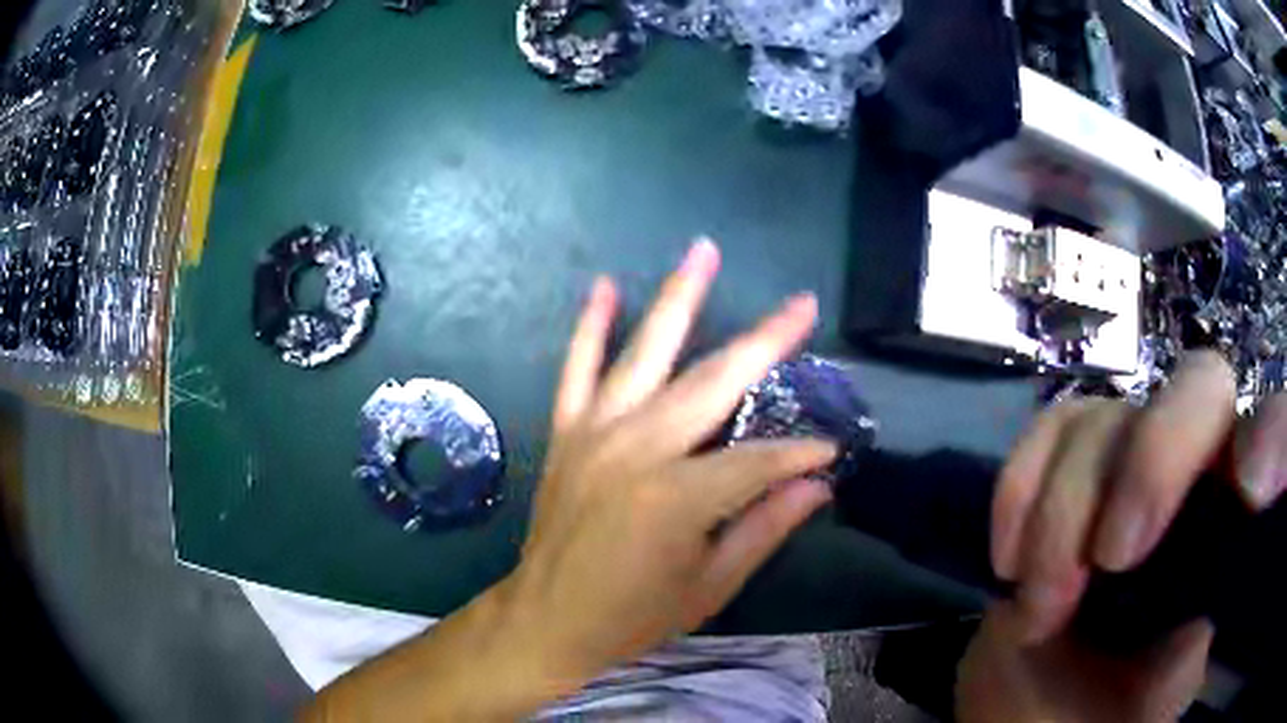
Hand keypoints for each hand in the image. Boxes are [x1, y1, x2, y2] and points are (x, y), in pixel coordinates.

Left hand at [505, 238, 835, 689]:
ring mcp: (595, 433)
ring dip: (679, 298)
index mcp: (677, 497)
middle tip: (802, 305)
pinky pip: (577, 368)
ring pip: (645, 352)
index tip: (830, 450)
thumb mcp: (710, 586)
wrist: (547, 619)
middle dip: (766, 342)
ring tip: (703, 251)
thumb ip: (765, 528)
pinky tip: (604, 287)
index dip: (800, 453)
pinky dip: (590, 326)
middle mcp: (637, 449)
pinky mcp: (567, 432)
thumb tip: (818, 483)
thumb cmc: (632, 615)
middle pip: (713, 381)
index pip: (760, 459)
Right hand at [957, 352, 1286, 721]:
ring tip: (1039, 612)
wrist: (1038, 712)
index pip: (1273, 436)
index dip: (1272, 437)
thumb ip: (1199, 632)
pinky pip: (1050, 430)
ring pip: (1108, 419)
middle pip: (1200, 387)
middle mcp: (1195, 472)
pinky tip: (1009, 563)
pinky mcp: (1070, 466)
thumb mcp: (1162, 693)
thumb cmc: (1107, 712)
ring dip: (1061, 520)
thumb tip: (1217, 578)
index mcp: (1233, 525)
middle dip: (1154, 465)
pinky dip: (1020, 490)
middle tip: (1111, 561)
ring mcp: (1131, 460)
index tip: (1250, 490)